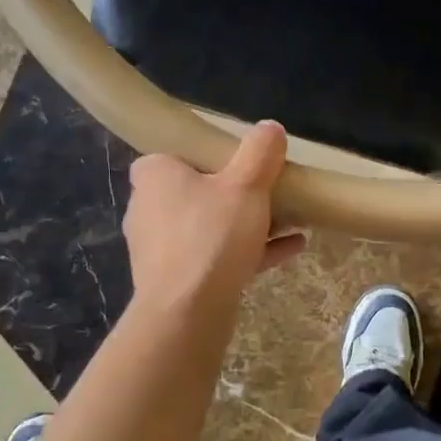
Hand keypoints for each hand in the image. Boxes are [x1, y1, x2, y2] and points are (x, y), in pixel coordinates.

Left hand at [123, 121, 305, 319]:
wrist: (188, 312)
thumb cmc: (211, 235)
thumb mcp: (246, 184)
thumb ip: (260, 152)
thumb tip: (270, 127)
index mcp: (154, 176)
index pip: (172, 155)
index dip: (203, 155)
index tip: (236, 160)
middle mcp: (148, 209)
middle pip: (195, 192)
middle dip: (234, 193)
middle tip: (268, 190)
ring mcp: (159, 249)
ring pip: (208, 227)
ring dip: (246, 224)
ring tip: (289, 220)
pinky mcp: (174, 281)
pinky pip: (215, 257)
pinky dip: (248, 251)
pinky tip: (292, 248)